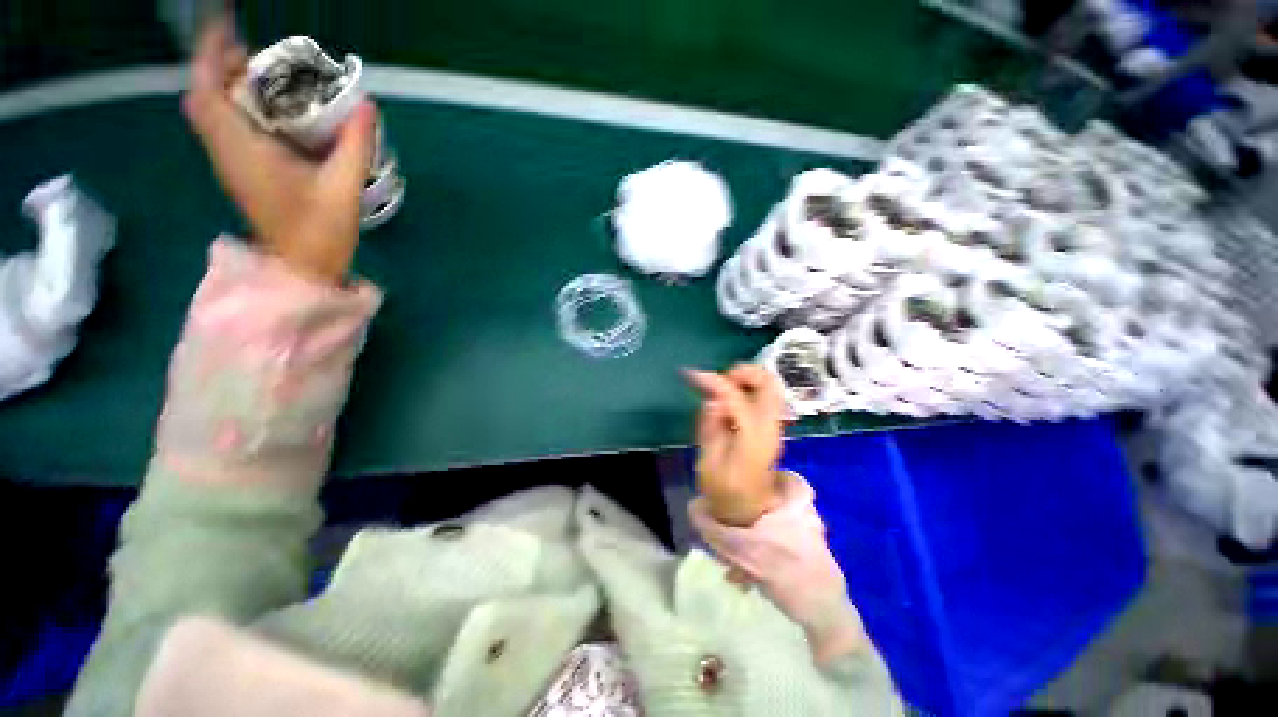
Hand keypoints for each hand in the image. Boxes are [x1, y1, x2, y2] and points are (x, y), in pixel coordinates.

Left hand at [183, 17, 376, 284]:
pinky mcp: (241, 172)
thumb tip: (366, 104)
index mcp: (243, 151)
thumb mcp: (343, 188)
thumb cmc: (319, 233)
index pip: (206, 91)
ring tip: (266, 77)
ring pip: (211, 110)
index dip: (210, 55)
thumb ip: (355, 145)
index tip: (230, 29)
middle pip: (203, 96)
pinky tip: (271, 110)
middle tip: (257, 56)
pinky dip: (237, 107)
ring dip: (228, 85)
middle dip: (220, 66)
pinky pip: (224, 126)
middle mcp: (226, 152)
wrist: (302, 270)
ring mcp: (230, 163)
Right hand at [685, 365, 785, 525]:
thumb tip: (712, 400)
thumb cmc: (725, 490)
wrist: (750, 508)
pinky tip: (729, 396)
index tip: (694, 375)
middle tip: (719, 379)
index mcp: (753, 439)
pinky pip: (764, 394)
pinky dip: (748, 386)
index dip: (715, 383)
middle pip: (769, 383)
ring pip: (770, 385)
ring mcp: (774, 424)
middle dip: (743, 372)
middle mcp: (770, 426)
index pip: (738, 399)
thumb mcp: (709, 465)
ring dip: (747, 377)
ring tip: (722, 386)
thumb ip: (711, 430)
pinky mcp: (770, 424)